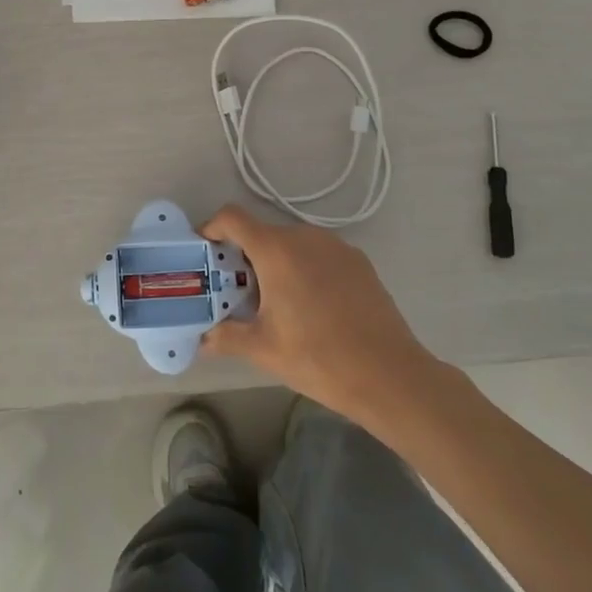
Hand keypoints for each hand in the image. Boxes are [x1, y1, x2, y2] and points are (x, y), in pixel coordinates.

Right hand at [200, 205, 435, 424]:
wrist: (389, 374)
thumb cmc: (318, 357)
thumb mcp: (264, 349)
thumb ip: (227, 336)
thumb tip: (203, 339)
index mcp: (276, 250)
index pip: (232, 218)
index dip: (211, 228)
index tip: (205, 253)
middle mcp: (305, 237)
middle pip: (262, 233)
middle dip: (244, 257)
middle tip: (238, 292)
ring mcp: (336, 246)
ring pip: (292, 243)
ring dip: (276, 263)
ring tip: (276, 302)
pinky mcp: (359, 261)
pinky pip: (319, 254)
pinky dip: (304, 268)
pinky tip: (312, 306)